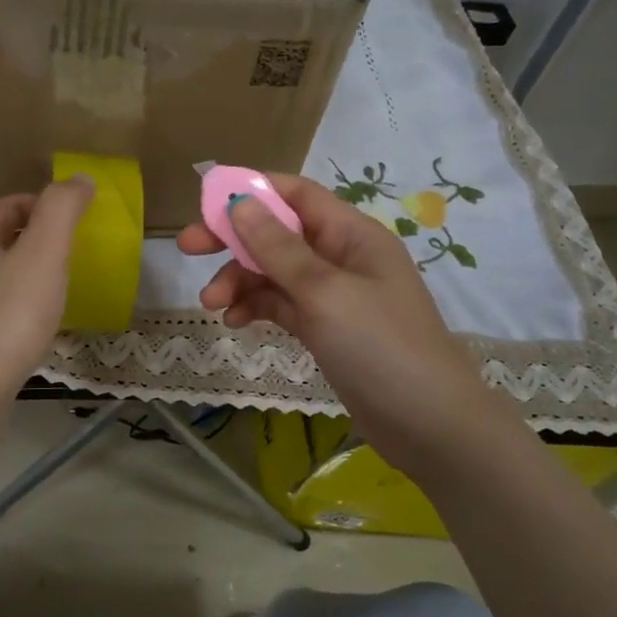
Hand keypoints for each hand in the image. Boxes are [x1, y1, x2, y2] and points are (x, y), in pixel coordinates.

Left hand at [0, 178, 93, 398]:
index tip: (78, 223)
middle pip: (3, 238)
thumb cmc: (9, 317)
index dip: (46, 205)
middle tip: (75, 256)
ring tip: (62, 289)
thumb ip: (62, 210)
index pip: (11, 205)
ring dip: (29, 274)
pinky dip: (20, 306)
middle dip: (39, 240)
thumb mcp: (44, 254)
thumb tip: (80, 178)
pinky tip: (38, 326)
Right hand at [177, 174, 510, 452]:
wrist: (429, 426)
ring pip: (274, 272)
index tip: (205, 201)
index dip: (252, 190)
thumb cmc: (380, 346)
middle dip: (233, 240)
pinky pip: (281, 305)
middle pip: (278, 233)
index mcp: (351, 234)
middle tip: (188, 248)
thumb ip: (278, 247)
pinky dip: (257, 308)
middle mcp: (341, 257)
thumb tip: (239, 201)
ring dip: (240, 281)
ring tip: (211, 304)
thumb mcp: (324, 292)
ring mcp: (333, 295)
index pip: (296, 194)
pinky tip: (235, 322)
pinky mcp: (326, 328)